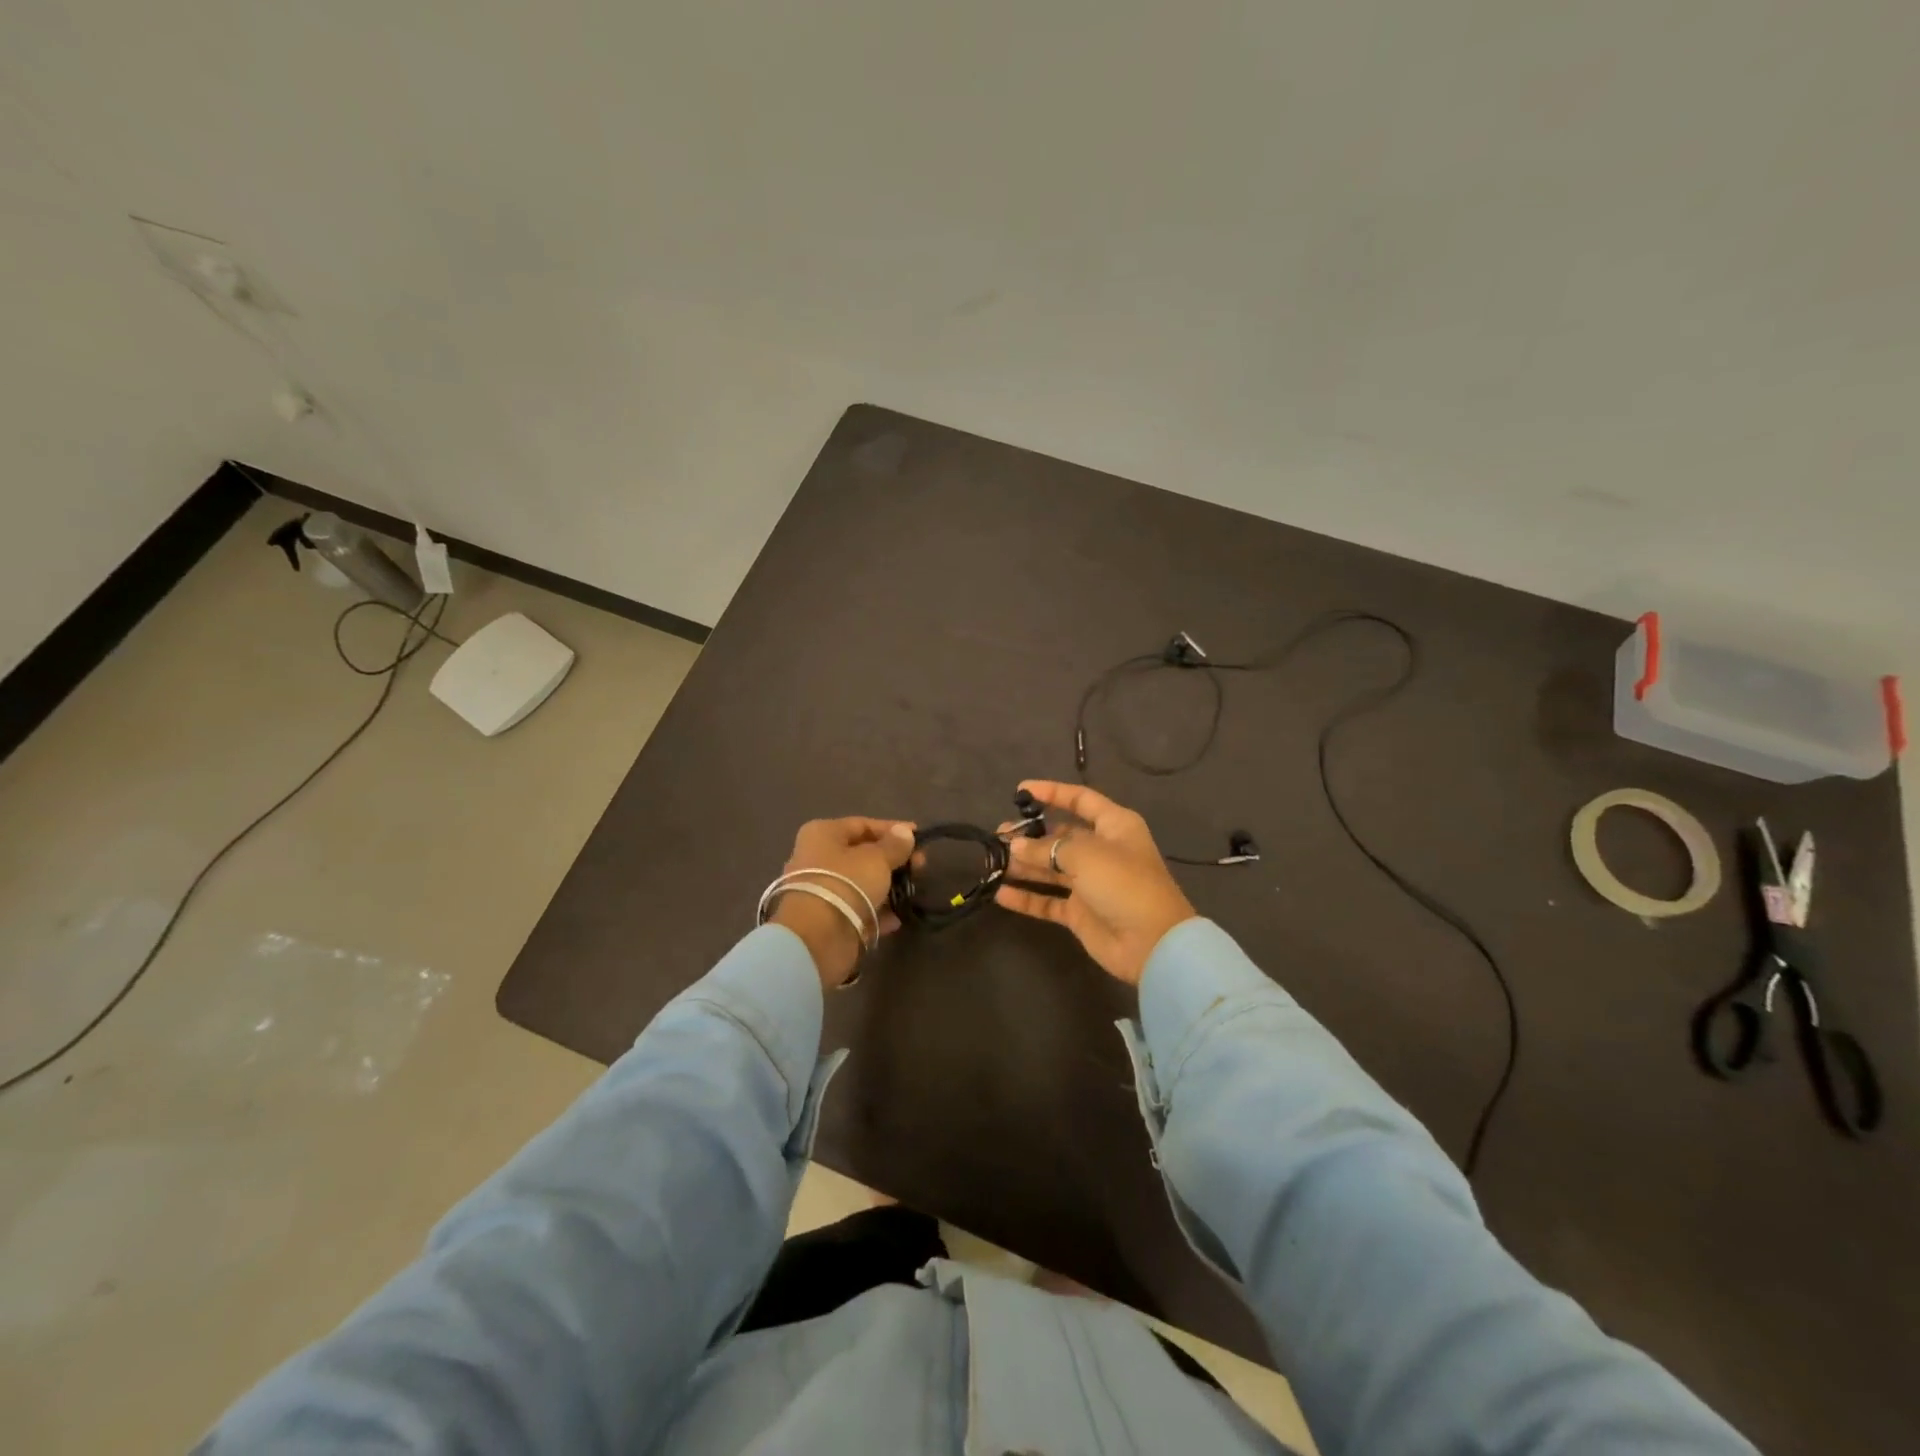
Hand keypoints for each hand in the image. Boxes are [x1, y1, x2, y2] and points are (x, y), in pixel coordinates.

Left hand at [770, 818, 916, 987]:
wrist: (817, 937)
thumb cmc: (847, 883)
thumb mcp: (877, 858)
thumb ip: (894, 845)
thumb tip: (905, 831)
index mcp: (823, 834)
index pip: (863, 824)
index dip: (893, 830)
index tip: (919, 837)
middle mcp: (817, 858)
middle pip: (862, 854)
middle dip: (893, 860)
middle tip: (920, 868)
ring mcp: (822, 890)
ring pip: (861, 883)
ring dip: (887, 888)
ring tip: (912, 892)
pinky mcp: (827, 919)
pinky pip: (857, 909)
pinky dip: (876, 913)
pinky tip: (896, 919)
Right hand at [994, 780, 1195, 986]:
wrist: (1152, 943)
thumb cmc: (1123, 883)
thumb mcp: (1085, 855)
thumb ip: (1046, 848)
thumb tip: (1016, 846)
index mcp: (1114, 826)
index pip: (1080, 799)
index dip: (1052, 792)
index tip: (1020, 791)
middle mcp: (1102, 850)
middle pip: (1060, 836)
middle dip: (1030, 835)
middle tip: (999, 836)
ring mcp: (1090, 883)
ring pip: (1050, 868)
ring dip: (1024, 865)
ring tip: (993, 860)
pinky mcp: (1080, 912)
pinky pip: (1047, 900)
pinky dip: (1026, 898)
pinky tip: (1000, 893)